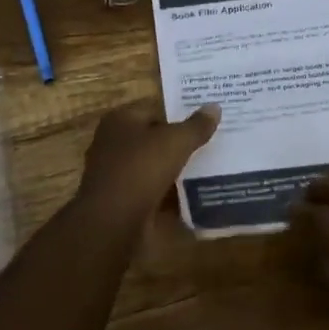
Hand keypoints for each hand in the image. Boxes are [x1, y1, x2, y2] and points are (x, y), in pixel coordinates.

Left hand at [72, 101, 219, 233]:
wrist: (113, 222)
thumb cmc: (141, 168)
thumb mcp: (176, 141)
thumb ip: (196, 125)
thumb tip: (215, 106)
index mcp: (120, 121)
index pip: (154, 109)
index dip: (180, 113)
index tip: (206, 121)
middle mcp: (113, 144)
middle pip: (154, 139)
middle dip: (179, 142)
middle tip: (212, 143)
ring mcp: (117, 175)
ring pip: (154, 166)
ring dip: (176, 169)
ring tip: (210, 167)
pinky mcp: (123, 201)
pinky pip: (153, 191)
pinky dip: (170, 194)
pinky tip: (195, 194)